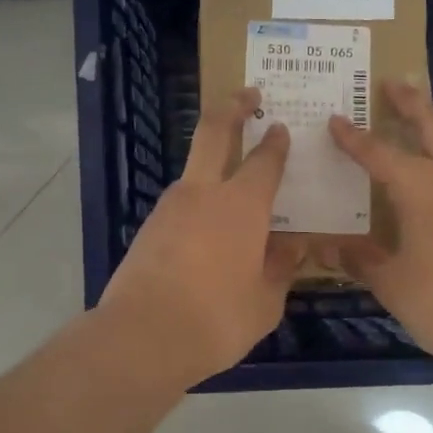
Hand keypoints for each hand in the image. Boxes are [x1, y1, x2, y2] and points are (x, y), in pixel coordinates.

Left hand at [96, 87, 306, 389]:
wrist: (141, 337)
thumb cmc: (216, 319)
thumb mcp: (265, 301)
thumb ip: (280, 268)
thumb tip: (291, 247)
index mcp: (242, 205)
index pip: (264, 160)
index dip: (276, 142)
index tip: (281, 128)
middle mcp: (203, 193)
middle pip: (214, 132)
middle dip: (232, 107)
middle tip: (248, 95)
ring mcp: (169, 208)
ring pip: (194, 172)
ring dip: (213, 166)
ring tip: (234, 191)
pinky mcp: (148, 229)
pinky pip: (181, 206)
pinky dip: (198, 206)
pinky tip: (208, 235)